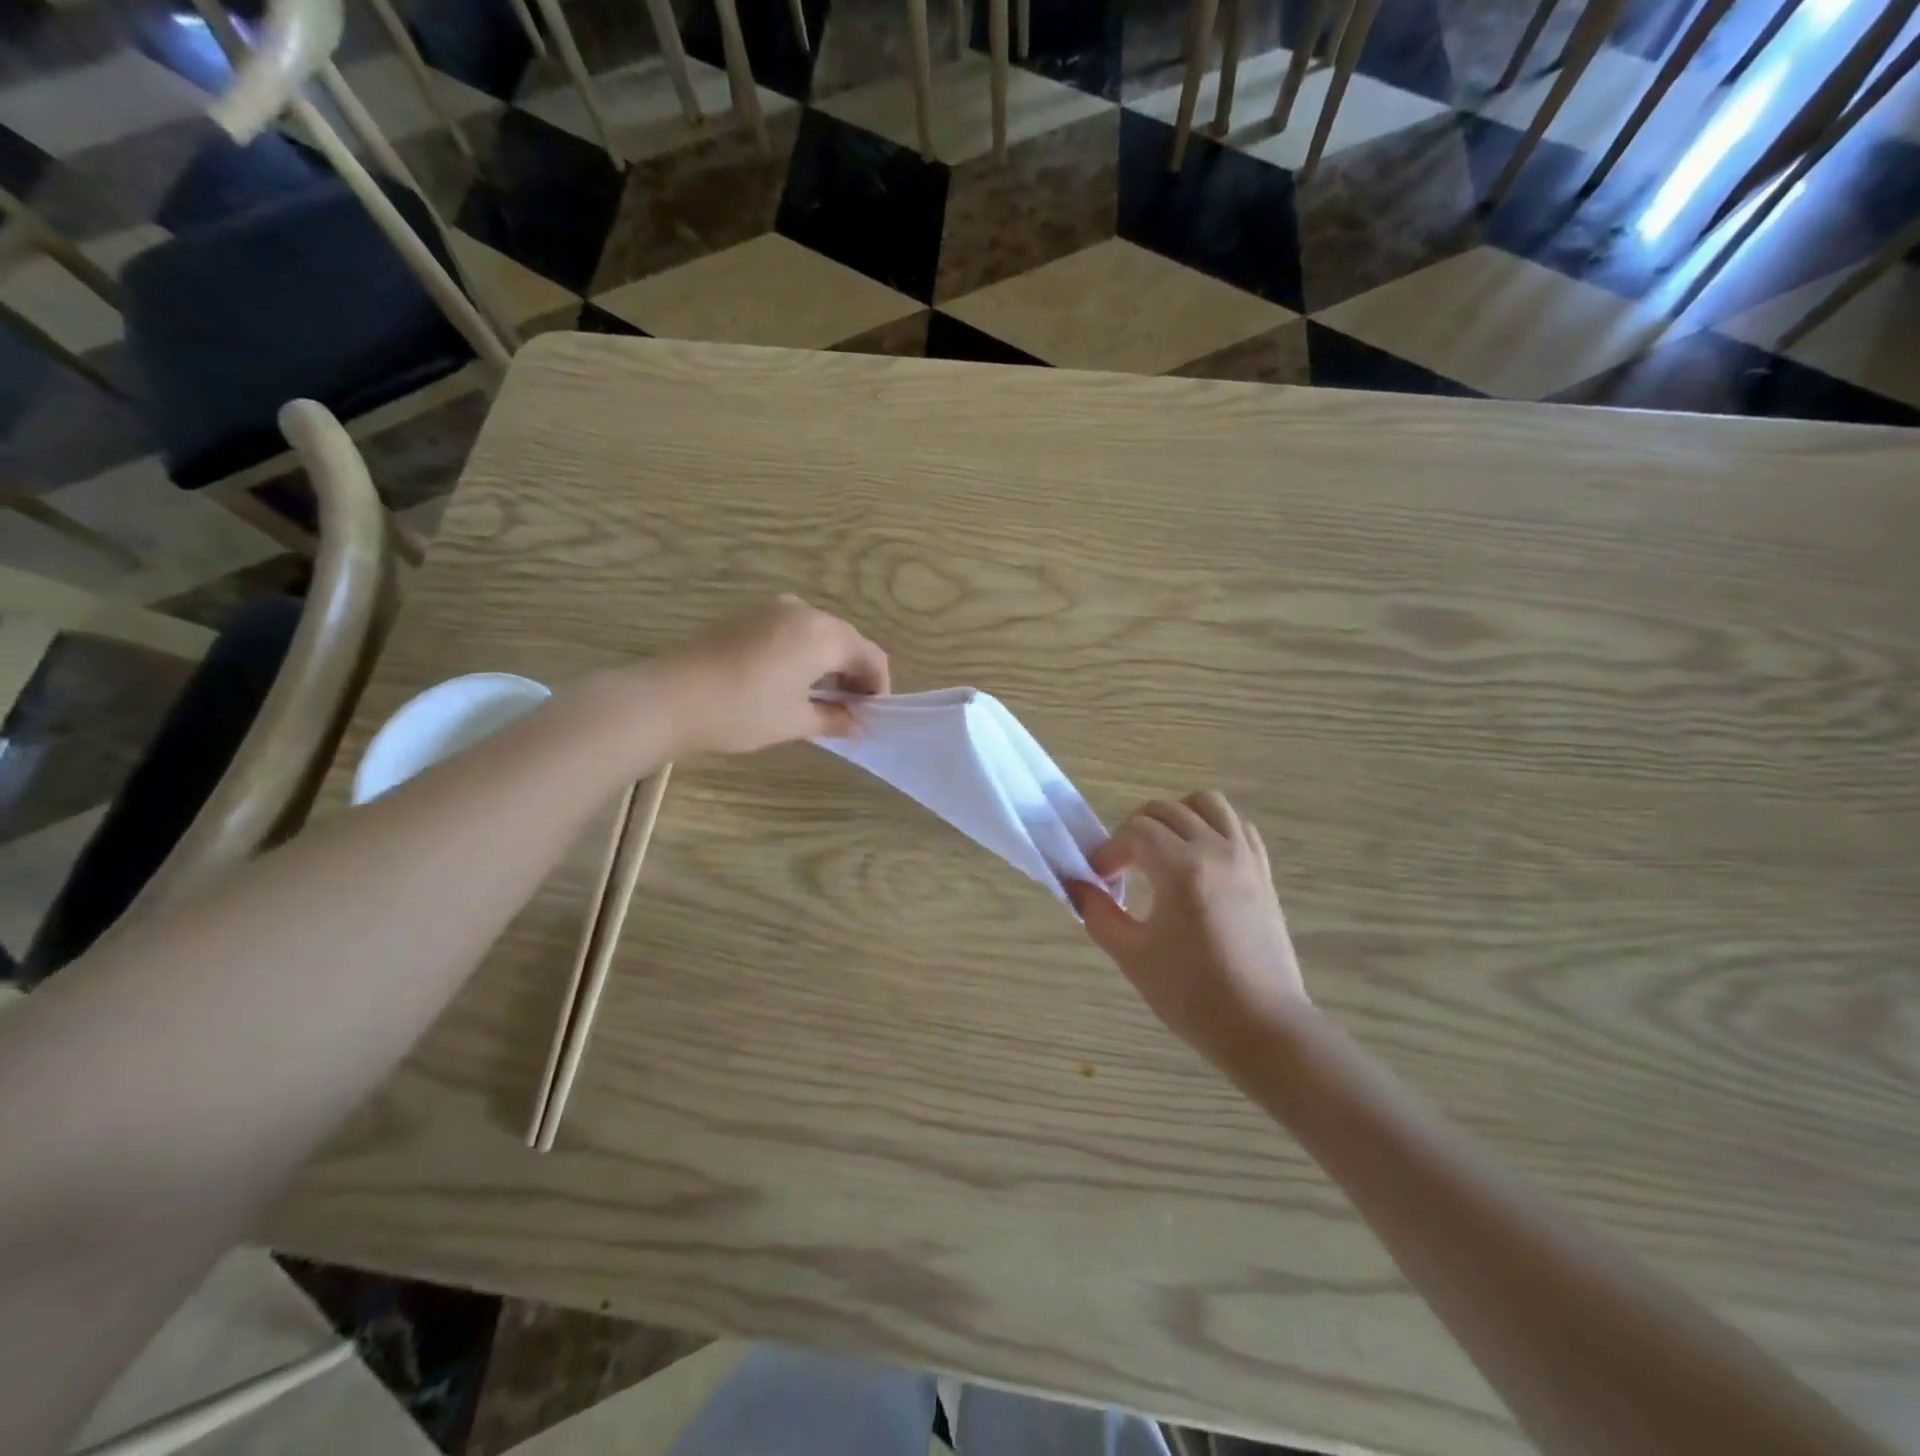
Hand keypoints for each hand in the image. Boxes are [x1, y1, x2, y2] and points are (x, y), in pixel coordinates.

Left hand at [659, 595, 889, 755]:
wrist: (669, 698)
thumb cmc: (743, 712)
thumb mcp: (796, 722)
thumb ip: (835, 719)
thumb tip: (859, 725)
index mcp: (824, 635)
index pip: (871, 657)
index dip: (878, 688)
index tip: (872, 716)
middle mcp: (804, 612)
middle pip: (847, 640)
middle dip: (855, 674)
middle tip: (850, 710)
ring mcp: (773, 609)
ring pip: (819, 633)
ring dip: (830, 662)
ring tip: (821, 699)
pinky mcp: (749, 615)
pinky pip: (793, 630)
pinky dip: (804, 652)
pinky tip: (790, 681)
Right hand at [1072, 792, 1310, 1072]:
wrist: (1263, 1027)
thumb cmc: (1192, 994)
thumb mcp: (1133, 956)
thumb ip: (1099, 914)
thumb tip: (1077, 886)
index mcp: (1182, 868)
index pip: (1135, 832)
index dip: (1110, 850)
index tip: (1100, 879)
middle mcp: (1216, 850)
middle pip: (1166, 811)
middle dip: (1135, 830)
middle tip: (1123, 867)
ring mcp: (1245, 858)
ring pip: (1207, 804)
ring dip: (1176, 816)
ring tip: (1161, 851)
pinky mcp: (1263, 873)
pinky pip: (1236, 826)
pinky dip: (1211, 828)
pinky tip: (1197, 860)